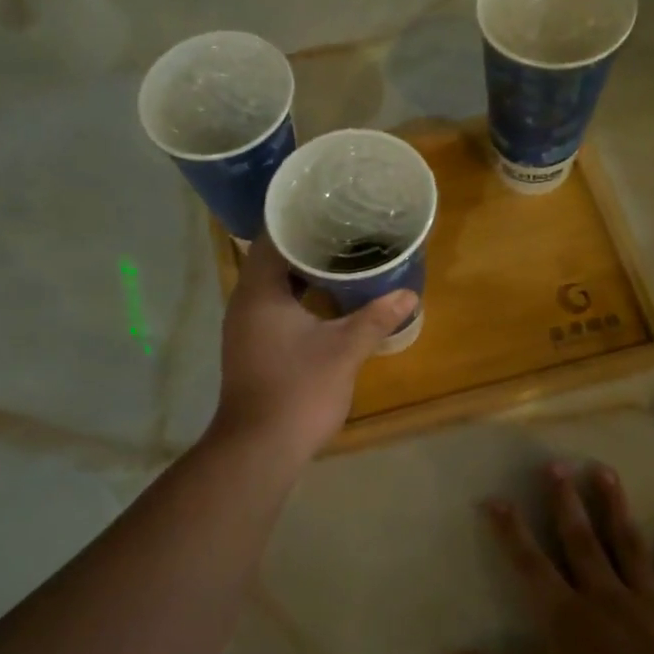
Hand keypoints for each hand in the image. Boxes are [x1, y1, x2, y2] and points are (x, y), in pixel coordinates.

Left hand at [210, 236, 417, 461]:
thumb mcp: (344, 350)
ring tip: (341, 258)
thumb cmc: (299, 390)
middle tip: (345, 230)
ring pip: (273, 285)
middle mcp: (244, 301)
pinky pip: (273, 306)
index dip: (300, 218)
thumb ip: (375, 318)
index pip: (273, 236)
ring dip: (303, 272)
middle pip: (273, 258)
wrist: (260, 447)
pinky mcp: (251, 346)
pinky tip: (327, 300)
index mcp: (259, 291)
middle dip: (307, 244)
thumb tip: (408, 295)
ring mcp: (244, 326)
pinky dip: (297, 296)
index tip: (331, 207)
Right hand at [454, 462, 653, 653]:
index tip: (496, 499)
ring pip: (627, 542)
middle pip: (580, 539)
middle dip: (565, 500)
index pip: (530, 564)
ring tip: (603, 470)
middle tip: (555, 464)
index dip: (511, 531)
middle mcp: (603, 595)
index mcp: (566, 616)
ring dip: (614, 505)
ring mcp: (647, 599)